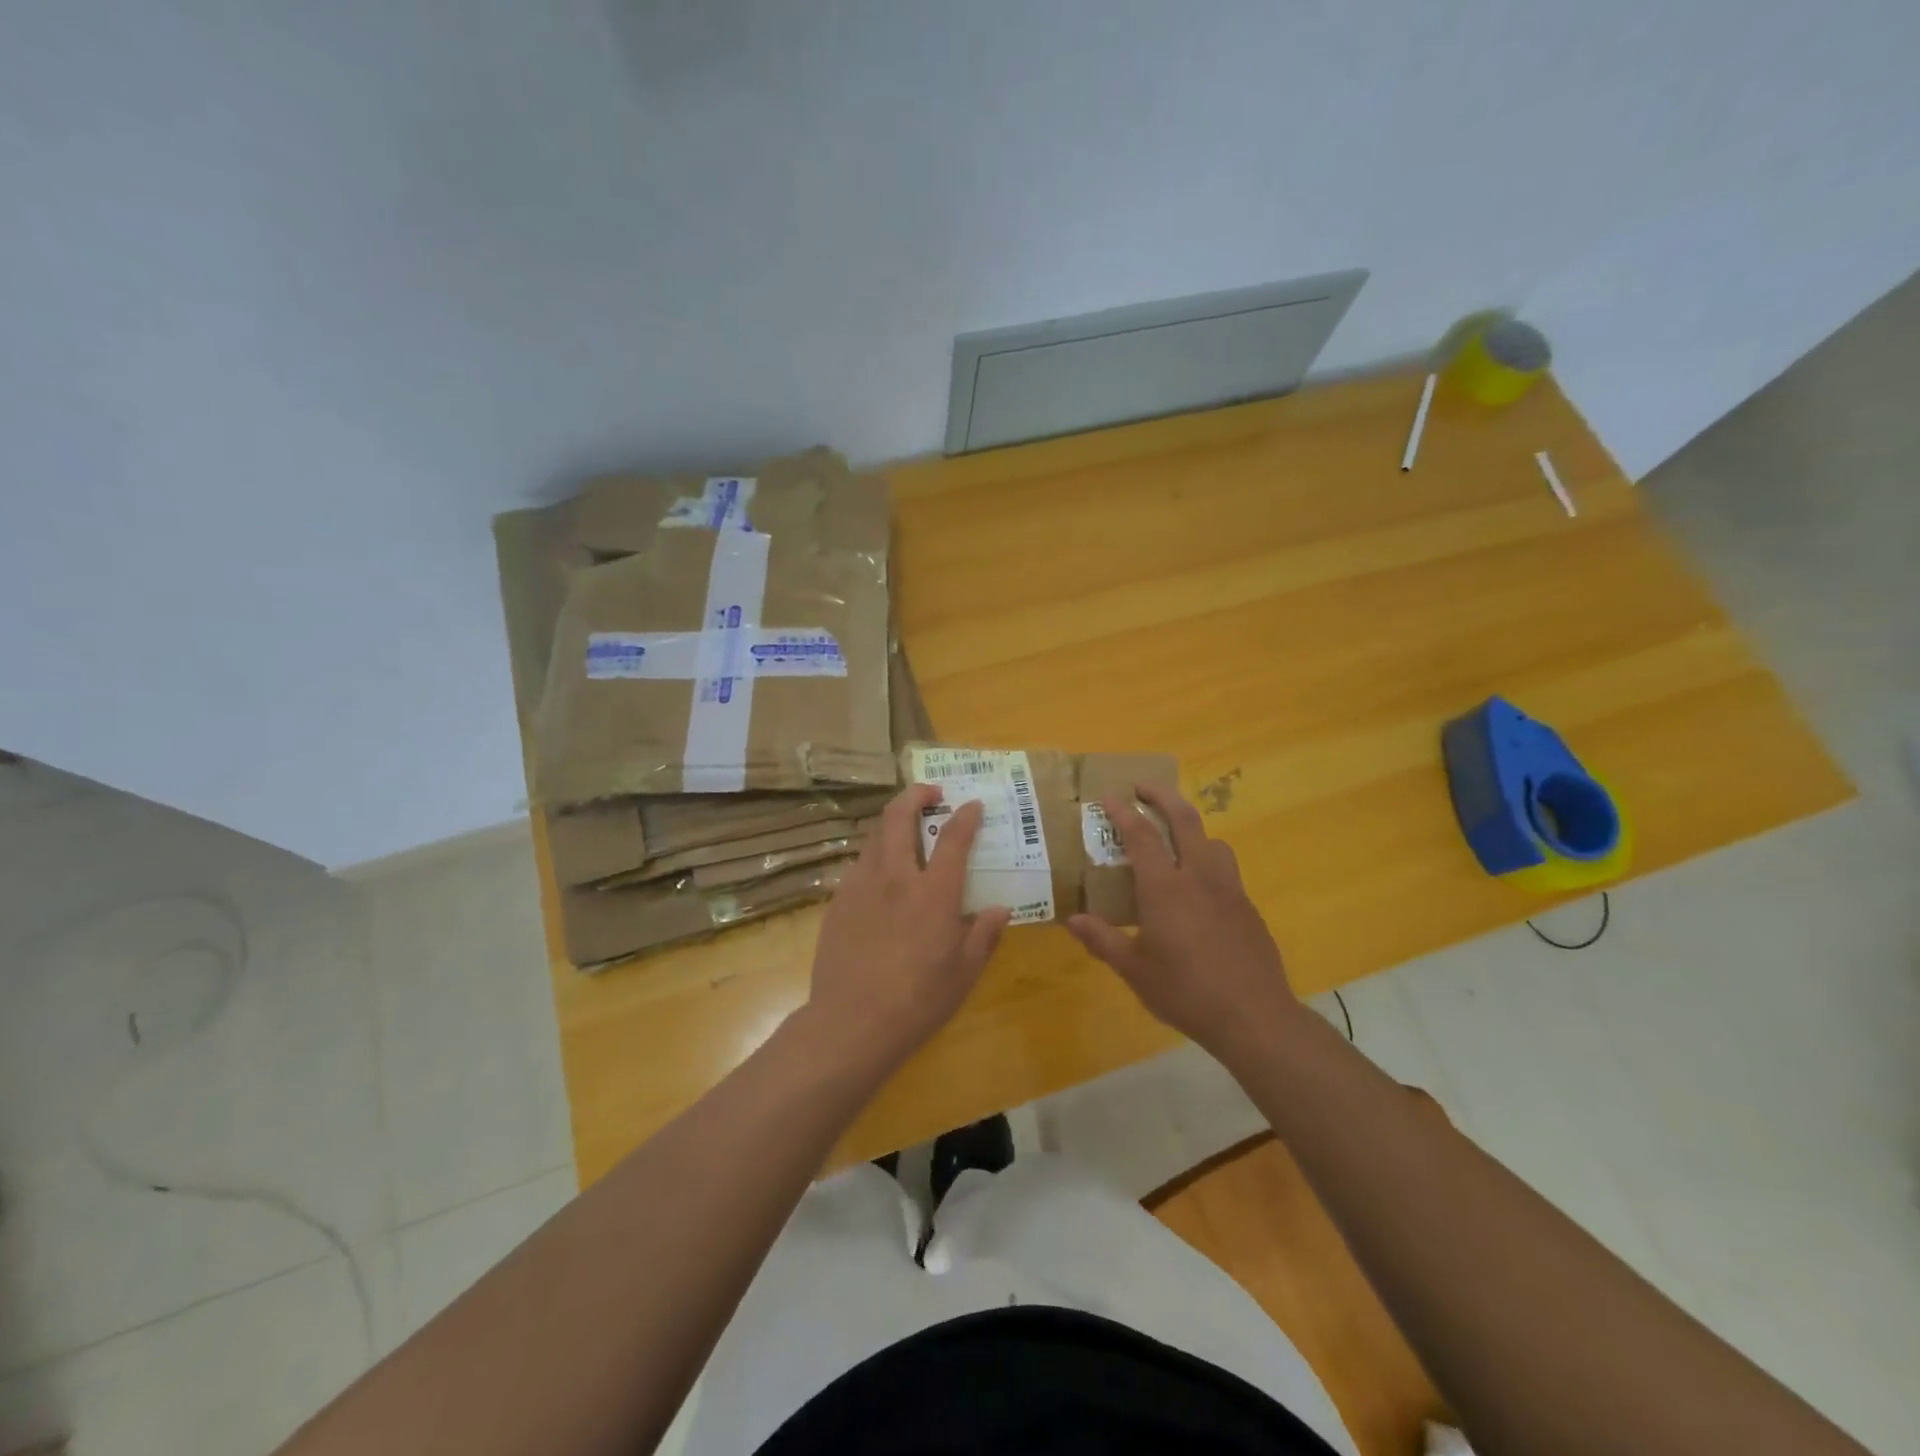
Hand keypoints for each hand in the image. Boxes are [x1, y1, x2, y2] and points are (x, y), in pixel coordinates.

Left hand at [805, 783, 1011, 1068]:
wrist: (852, 1022)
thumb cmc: (918, 1000)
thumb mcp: (964, 972)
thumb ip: (984, 935)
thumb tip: (1000, 910)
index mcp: (934, 893)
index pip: (953, 838)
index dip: (965, 816)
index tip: (972, 805)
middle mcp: (896, 877)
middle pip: (899, 817)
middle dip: (915, 795)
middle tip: (930, 793)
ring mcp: (861, 886)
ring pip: (874, 836)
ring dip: (892, 823)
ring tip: (905, 830)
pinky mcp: (838, 902)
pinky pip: (859, 866)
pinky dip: (875, 857)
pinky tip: (880, 877)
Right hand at [1067, 783, 1301, 1062]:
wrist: (1254, 1016)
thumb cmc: (1186, 992)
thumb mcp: (1135, 970)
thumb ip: (1102, 940)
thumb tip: (1072, 920)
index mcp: (1165, 888)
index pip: (1141, 835)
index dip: (1124, 812)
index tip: (1110, 795)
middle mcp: (1198, 876)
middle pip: (1184, 819)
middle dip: (1163, 796)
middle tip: (1143, 787)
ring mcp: (1228, 889)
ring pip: (1211, 840)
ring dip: (1190, 825)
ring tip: (1174, 835)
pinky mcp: (1247, 906)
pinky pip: (1225, 866)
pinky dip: (1206, 856)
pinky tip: (1198, 885)